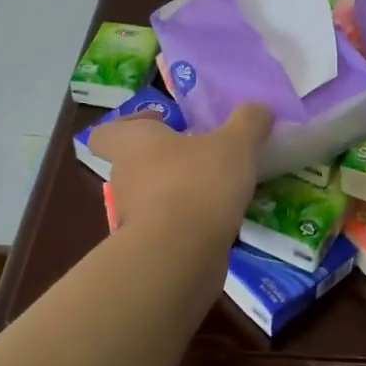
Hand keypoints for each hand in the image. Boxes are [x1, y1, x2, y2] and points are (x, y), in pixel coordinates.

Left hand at [88, 103, 273, 237]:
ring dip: (181, 194)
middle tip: (203, 156)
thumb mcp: (235, 144)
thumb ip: (248, 122)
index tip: (163, 124)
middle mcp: (124, 179)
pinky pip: (169, 229)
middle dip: (167, 161)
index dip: (131, 126)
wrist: (180, 256)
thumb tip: (258, 109)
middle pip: (136, 165)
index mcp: (132, 144)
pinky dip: (190, 225)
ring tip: (220, 191)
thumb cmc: (198, 184)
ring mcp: (133, 219)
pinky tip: (222, 222)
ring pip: (154, 199)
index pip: (107, 133)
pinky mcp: (150, 250)